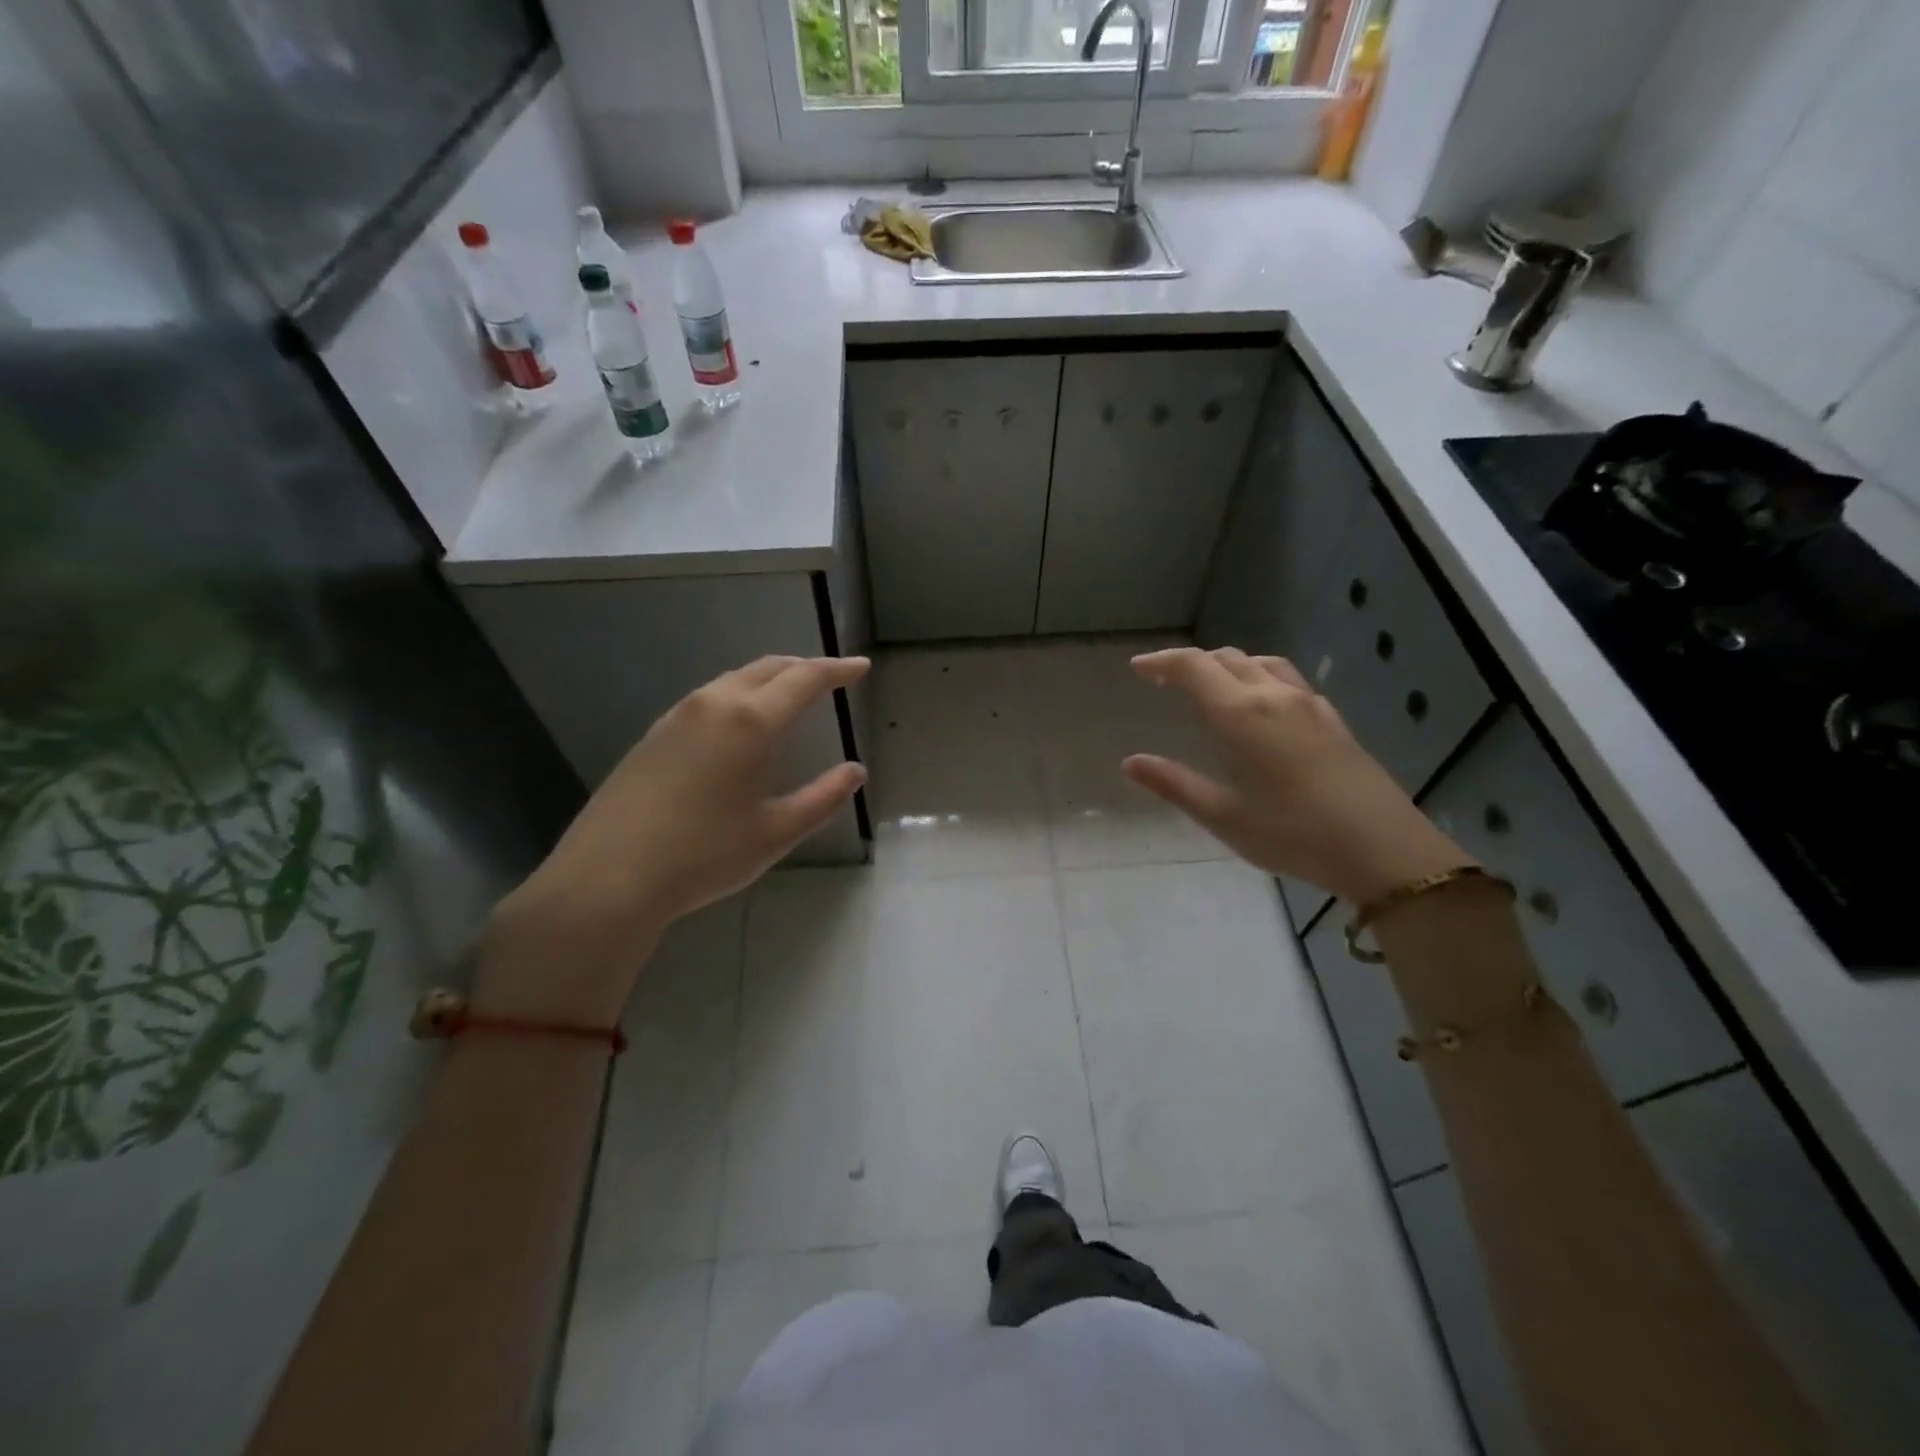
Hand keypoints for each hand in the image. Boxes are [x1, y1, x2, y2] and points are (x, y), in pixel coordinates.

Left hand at [477, 655, 870, 1024]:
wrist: (608, 878)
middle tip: (830, 678)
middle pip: (767, 668)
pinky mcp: (653, 735)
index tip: (860, 668)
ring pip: (733, 680)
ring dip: (768, 679)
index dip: (837, 670)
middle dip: (803, 667)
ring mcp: (677, 717)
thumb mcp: (775, 833)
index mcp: (749, 721)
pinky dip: (738, 696)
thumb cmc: (703, 856)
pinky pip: (707, 698)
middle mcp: (713, 704)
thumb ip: (822, 798)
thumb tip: (855, 772)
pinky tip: (739, 724)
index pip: (804, 679)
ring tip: (789, 696)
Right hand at [1123, 647, 1470, 906]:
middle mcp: (1273, 696)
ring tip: (1211, 687)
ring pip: (1261, 663)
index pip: (1193, 667)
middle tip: (1166, 682)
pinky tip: (1263, 705)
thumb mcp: (1223, 815)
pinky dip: (1260, 677)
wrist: (1382, 848)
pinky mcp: (1332, 719)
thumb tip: (1130, 762)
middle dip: (1191, 663)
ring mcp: (1308, 704)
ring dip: (1228, 665)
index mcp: (1240, 714)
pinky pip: (1288, 679)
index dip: (1162, 662)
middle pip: (1226, 658)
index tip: (1139, 668)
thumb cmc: (1292, 833)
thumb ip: (1174, 783)